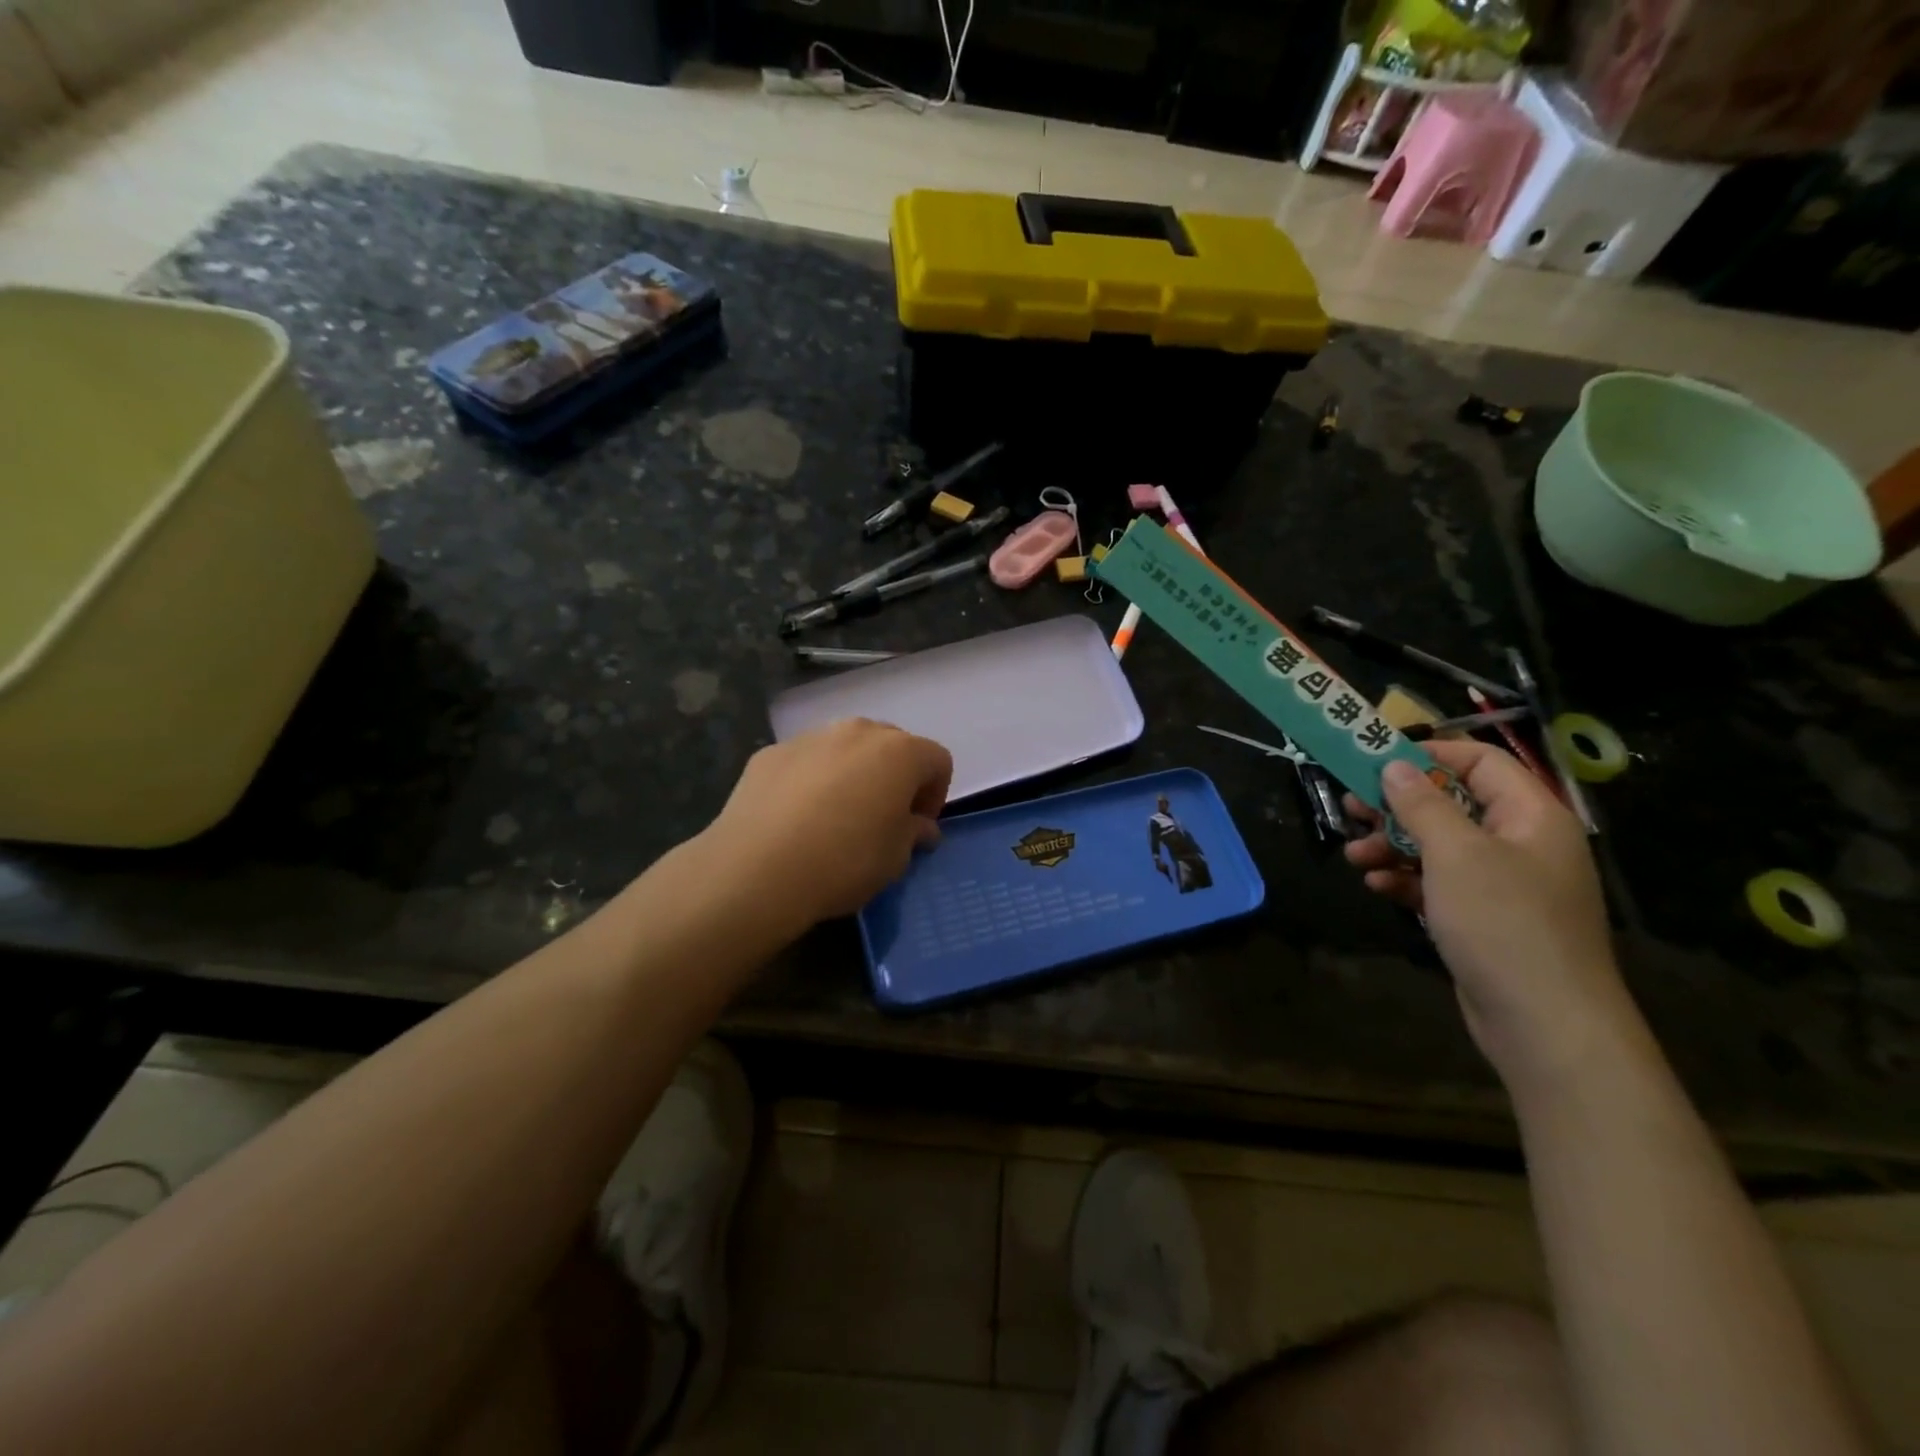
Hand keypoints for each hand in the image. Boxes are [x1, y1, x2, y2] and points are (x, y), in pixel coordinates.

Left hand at [700, 718, 952, 931]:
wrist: (756, 870)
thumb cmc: (843, 862)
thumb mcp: (895, 859)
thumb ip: (913, 834)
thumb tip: (920, 827)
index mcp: (899, 752)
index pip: (937, 760)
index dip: (935, 794)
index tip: (919, 827)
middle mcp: (857, 732)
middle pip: (891, 745)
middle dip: (895, 777)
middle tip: (883, 818)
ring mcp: (810, 738)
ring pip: (845, 749)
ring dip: (853, 774)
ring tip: (837, 817)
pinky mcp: (770, 753)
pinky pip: (806, 762)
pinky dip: (811, 781)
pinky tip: (796, 819)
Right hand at [1344, 741, 1645, 1086]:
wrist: (1546, 1025)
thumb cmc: (1504, 922)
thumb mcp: (1455, 854)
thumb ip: (1422, 804)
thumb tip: (1395, 765)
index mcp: (1530, 816)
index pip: (1480, 762)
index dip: (1429, 755)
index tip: (1375, 760)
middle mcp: (1520, 843)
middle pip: (1451, 804)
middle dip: (1397, 806)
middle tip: (1350, 807)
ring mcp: (1503, 884)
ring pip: (1438, 846)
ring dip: (1392, 846)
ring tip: (1354, 856)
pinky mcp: (1483, 918)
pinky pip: (1438, 884)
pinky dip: (1406, 880)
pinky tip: (1376, 887)